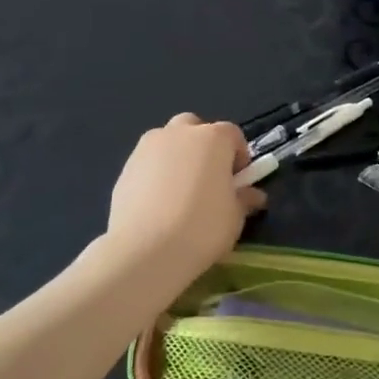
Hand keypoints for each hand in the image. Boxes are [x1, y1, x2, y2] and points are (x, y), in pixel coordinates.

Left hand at [100, 113, 265, 288]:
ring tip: (180, 193)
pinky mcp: (125, 168)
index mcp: (212, 138)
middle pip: (195, 128)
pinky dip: (156, 174)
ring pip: (167, 142)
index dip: (239, 156)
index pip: (233, 134)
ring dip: (178, 157)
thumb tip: (252, 195)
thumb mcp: (235, 217)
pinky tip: (158, 205)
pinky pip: (148, 163)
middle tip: (209, 179)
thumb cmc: (202, 228)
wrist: (145, 250)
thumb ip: (244, 199)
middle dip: (204, 146)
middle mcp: (179, 133)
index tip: (239, 181)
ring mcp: (147, 148)